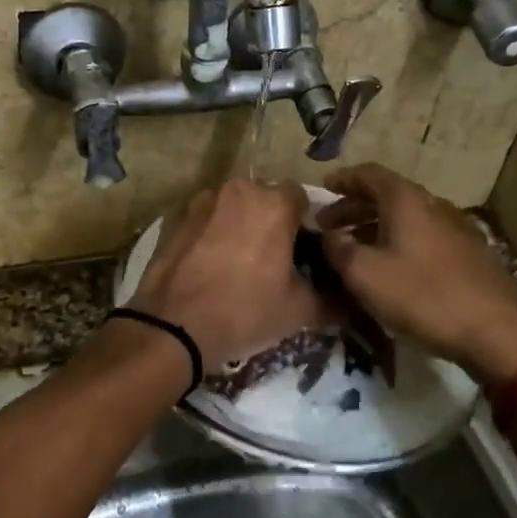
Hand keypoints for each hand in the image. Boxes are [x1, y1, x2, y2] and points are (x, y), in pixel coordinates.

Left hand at [127, 180, 325, 372]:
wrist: (172, 327)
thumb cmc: (245, 311)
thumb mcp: (299, 311)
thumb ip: (328, 297)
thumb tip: (343, 300)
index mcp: (273, 203)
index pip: (302, 199)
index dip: (306, 224)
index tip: (304, 252)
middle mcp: (237, 190)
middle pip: (265, 199)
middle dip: (271, 222)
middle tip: (272, 260)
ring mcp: (201, 201)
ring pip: (232, 208)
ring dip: (240, 226)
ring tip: (237, 264)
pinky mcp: (174, 218)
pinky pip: (205, 221)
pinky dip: (211, 235)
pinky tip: (209, 267)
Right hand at [319, 164, 516, 381]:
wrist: (498, 331)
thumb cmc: (423, 295)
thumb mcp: (365, 274)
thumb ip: (338, 249)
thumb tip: (328, 235)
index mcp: (406, 200)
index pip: (369, 174)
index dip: (343, 179)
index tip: (323, 189)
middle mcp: (432, 204)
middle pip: (387, 195)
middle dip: (354, 207)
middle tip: (329, 226)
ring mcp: (455, 228)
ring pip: (406, 217)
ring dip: (375, 227)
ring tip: (354, 249)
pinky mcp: (469, 254)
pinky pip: (423, 236)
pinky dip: (399, 242)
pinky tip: (391, 268)